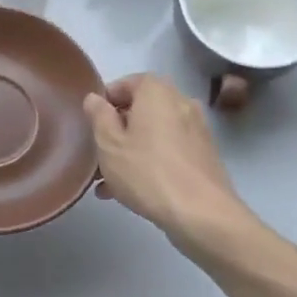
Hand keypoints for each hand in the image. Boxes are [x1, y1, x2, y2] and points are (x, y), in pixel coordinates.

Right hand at [85, 74, 252, 252]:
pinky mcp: (204, 156)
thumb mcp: (109, 144)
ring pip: (154, 133)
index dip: (106, 101)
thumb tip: (94, 98)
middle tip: (98, 154)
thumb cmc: (147, 172)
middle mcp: (181, 102)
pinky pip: (169, 150)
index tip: (92, 124)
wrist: (202, 214)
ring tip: (108, 181)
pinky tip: (132, 190)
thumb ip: (98, 116)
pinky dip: (151, 161)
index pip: (127, 83)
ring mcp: (196, 130)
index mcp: (157, 92)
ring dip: (131, 150)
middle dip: (117, 130)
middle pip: (141, 109)